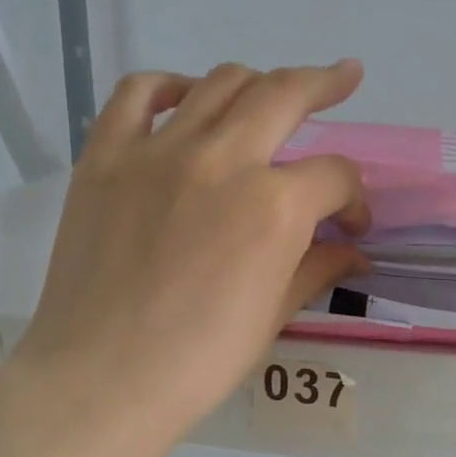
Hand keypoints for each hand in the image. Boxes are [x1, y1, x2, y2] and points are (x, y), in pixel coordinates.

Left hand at [0, 61, 369, 456]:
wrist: (102, 379)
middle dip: (325, 84)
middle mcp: (222, 160)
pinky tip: (186, 98)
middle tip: (344, 78)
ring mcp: (158, 151)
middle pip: (285, 95)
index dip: (353, 199)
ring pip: (219, 83)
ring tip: (268, 95)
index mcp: (274, 207)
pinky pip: (138, 94)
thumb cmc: (198, 362)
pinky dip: (169, 86)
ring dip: (255, 82)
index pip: (334, 176)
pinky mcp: (105, 156)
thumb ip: (316, 269)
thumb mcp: (272, 316)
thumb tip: (352, 252)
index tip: (348, 226)